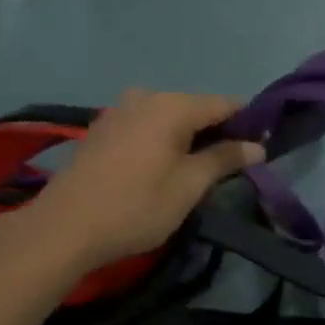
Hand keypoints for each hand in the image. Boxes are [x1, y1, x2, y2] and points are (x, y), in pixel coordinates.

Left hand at [0, 90, 264, 272]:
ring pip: (169, 117)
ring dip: (188, 138)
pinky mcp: (102, 128)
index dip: (248, 123)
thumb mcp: (189, 186)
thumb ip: (224, 159)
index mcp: (173, 105)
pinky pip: (146, 125)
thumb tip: (257, 146)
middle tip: (230, 166)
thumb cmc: (136, 206)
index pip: (225, 104)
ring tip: (196, 170)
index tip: (261, 148)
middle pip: (196, 108)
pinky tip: (161, 167)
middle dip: (217, 132)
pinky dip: (162, 140)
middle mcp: (147, 96)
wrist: (63, 227)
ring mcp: (119, 110)